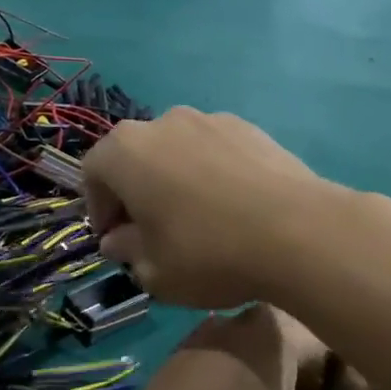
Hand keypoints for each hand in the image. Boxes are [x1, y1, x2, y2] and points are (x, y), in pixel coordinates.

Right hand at [80, 108, 341, 308]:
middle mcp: (163, 122)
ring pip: (177, 151)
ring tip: (196, 218)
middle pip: (135, 156)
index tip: (115, 240)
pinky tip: (232, 207)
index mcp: (126, 150)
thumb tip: (118, 240)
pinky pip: (214, 150)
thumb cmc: (208, 253)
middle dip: (135, 192)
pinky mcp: (250, 127)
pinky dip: (211, 173)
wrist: (298, 231)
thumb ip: (126, 251)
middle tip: (150, 231)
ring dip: (174, 179)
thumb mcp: (153, 270)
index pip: (93, 173)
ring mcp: (210, 119)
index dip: (98, 209)